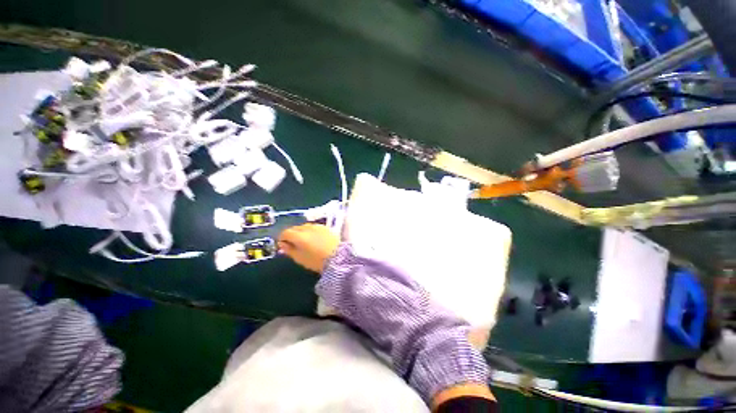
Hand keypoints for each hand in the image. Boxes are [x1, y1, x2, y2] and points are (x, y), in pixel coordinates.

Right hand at [278, 223, 339, 272]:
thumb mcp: (299, 258)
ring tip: (305, 242)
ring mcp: (318, 226)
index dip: (282, 239)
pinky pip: (314, 227)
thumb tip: (282, 244)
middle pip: (295, 228)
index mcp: (299, 236)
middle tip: (294, 245)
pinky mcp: (326, 227)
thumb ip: (289, 250)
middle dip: (292, 235)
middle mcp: (308, 228)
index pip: (285, 232)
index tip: (284, 246)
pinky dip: (311, 231)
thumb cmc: (317, 261)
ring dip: (302, 232)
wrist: (339, 257)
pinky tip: (315, 239)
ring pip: (305, 226)